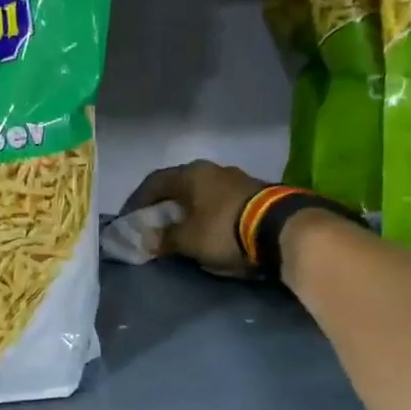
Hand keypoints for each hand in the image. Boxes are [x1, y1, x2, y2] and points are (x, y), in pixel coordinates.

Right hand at [122, 160, 269, 277]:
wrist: (281, 228)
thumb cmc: (224, 230)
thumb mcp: (188, 240)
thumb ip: (165, 238)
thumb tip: (148, 240)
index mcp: (190, 174)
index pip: (154, 183)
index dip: (137, 201)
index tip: (129, 219)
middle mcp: (211, 169)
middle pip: (178, 185)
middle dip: (163, 205)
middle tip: (153, 223)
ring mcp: (235, 178)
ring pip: (201, 192)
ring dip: (187, 209)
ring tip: (180, 228)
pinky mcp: (254, 192)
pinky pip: (219, 201)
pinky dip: (207, 213)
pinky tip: (207, 228)